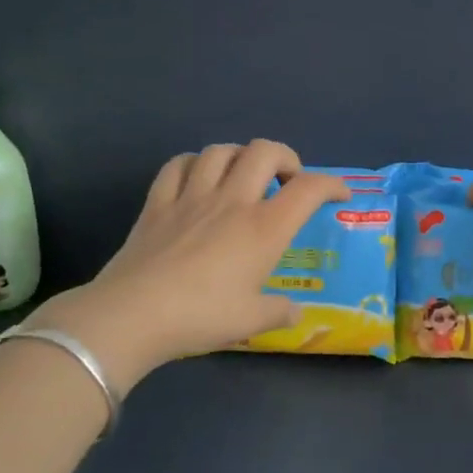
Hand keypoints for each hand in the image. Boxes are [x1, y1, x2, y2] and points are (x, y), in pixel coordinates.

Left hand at [31, 141, 347, 389]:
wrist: (131, 315)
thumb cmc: (200, 317)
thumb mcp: (251, 321)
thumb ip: (279, 312)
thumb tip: (295, 312)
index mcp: (263, 228)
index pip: (309, 189)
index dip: (332, 184)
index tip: (340, 195)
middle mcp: (232, 201)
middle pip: (265, 151)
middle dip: (285, 158)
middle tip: (287, 182)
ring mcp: (192, 197)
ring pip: (221, 151)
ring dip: (240, 156)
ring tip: (243, 176)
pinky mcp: (157, 203)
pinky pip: (177, 165)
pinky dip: (194, 164)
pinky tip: (198, 177)